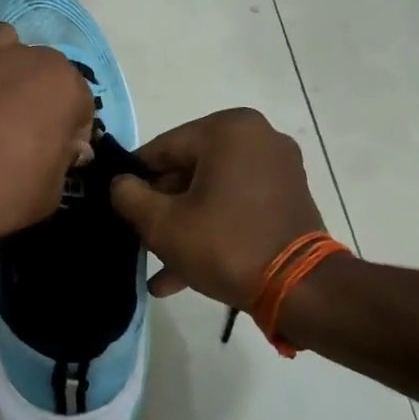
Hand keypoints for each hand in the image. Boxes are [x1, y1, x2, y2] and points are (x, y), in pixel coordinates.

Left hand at [0, 23, 94, 259]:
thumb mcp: (51, 192)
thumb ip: (63, 158)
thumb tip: (64, 145)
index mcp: (62, 84)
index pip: (79, 103)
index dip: (69, 131)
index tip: (54, 152)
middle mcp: (26, 56)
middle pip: (41, 71)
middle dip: (37, 96)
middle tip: (19, 132)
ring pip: (3, 49)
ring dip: (3, 70)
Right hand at [110, 108, 325, 308]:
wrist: (301, 289)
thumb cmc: (225, 245)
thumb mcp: (162, 223)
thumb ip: (129, 196)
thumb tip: (120, 184)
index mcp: (227, 130)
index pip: (161, 149)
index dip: (133, 180)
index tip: (117, 208)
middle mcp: (257, 138)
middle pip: (187, 171)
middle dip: (161, 210)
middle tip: (139, 241)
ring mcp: (277, 168)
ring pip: (210, 193)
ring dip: (183, 226)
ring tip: (157, 266)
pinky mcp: (288, 198)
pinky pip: (236, 206)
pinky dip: (212, 229)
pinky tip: (182, 272)